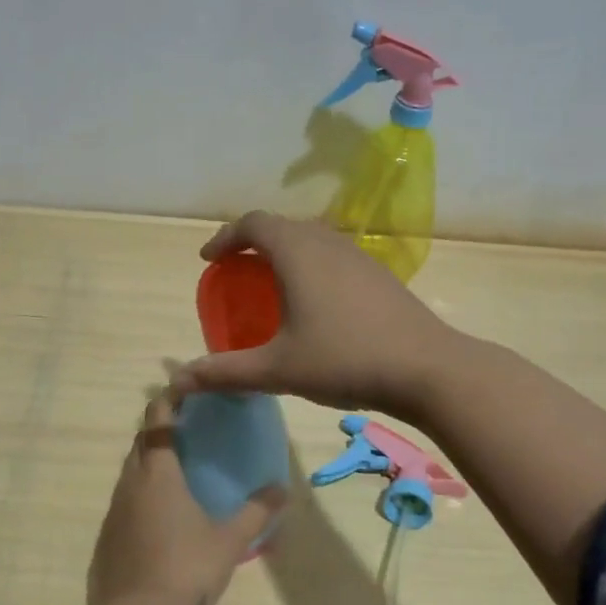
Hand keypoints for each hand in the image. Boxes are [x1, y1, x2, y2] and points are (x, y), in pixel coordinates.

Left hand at [88, 396, 282, 604]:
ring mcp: (114, 512)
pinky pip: (123, 501)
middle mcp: (130, 484)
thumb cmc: (185, 571)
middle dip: (159, 429)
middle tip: (187, 427)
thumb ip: (256, 512)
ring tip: (176, 469)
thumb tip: (282, 489)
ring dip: (148, 462)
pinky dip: (140, 494)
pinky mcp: (106, 538)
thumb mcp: (229, 542)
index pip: (157, 420)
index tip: (183, 388)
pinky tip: (159, 514)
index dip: (168, 400)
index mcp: (158, 474)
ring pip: (129, 472)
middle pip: (140, 443)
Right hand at [168, 211, 458, 418]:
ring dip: (285, 252)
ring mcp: (358, 256)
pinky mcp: (380, 274)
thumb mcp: (277, 369)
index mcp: (298, 253)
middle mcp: (327, 243)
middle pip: (282, 226)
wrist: (427, 369)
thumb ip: (225, 372)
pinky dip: (311, 265)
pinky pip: (333, 255)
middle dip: (253, 243)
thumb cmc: (345, 360)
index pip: (253, 224)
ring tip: (271, 285)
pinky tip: (315, 304)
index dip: (226, 237)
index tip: (209, 260)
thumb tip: (178, 380)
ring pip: (311, 239)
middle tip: (236, 272)